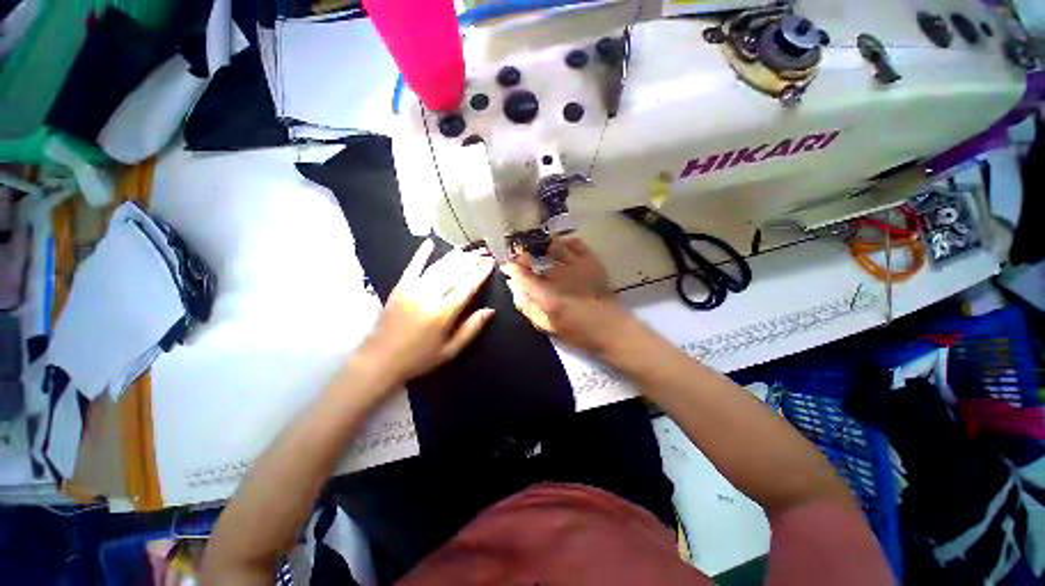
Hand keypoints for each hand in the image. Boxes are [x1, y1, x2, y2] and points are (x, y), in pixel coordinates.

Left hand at [359, 239, 495, 384]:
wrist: (379, 360)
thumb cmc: (419, 358)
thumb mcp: (450, 350)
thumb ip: (471, 329)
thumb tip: (490, 311)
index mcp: (444, 312)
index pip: (468, 286)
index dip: (481, 273)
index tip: (491, 262)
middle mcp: (429, 295)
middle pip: (455, 272)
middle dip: (471, 260)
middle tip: (484, 251)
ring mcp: (412, 288)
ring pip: (439, 267)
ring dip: (455, 256)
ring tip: (468, 249)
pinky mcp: (400, 286)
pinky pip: (413, 266)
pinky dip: (422, 253)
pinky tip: (430, 242)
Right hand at [502, 237, 633, 354]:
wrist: (611, 328)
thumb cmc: (578, 332)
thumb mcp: (547, 326)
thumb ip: (528, 307)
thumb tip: (515, 288)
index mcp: (547, 296)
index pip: (522, 275)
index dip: (512, 267)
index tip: (508, 266)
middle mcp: (560, 276)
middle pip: (536, 256)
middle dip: (525, 255)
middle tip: (522, 258)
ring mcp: (577, 265)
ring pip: (554, 246)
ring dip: (543, 247)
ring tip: (540, 251)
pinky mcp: (591, 261)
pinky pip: (575, 243)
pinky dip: (565, 242)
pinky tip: (561, 247)